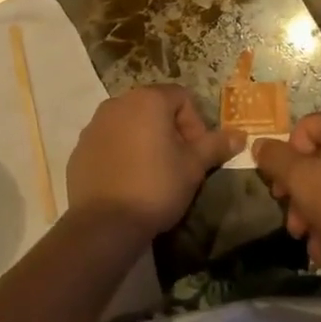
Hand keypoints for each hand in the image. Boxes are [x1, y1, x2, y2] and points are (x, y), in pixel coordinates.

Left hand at [65, 85, 242, 237]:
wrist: (104, 224)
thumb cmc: (156, 186)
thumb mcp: (193, 167)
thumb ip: (216, 146)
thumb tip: (240, 135)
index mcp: (147, 100)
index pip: (182, 97)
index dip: (196, 124)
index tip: (197, 154)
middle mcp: (118, 103)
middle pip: (154, 108)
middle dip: (171, 131)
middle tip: (179, 164)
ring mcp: (94, 125)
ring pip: (130, 124)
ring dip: (145, 141)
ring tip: (153, 174)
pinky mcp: (79, 148)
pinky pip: (109, 142)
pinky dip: (122, 153)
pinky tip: (128, 182)